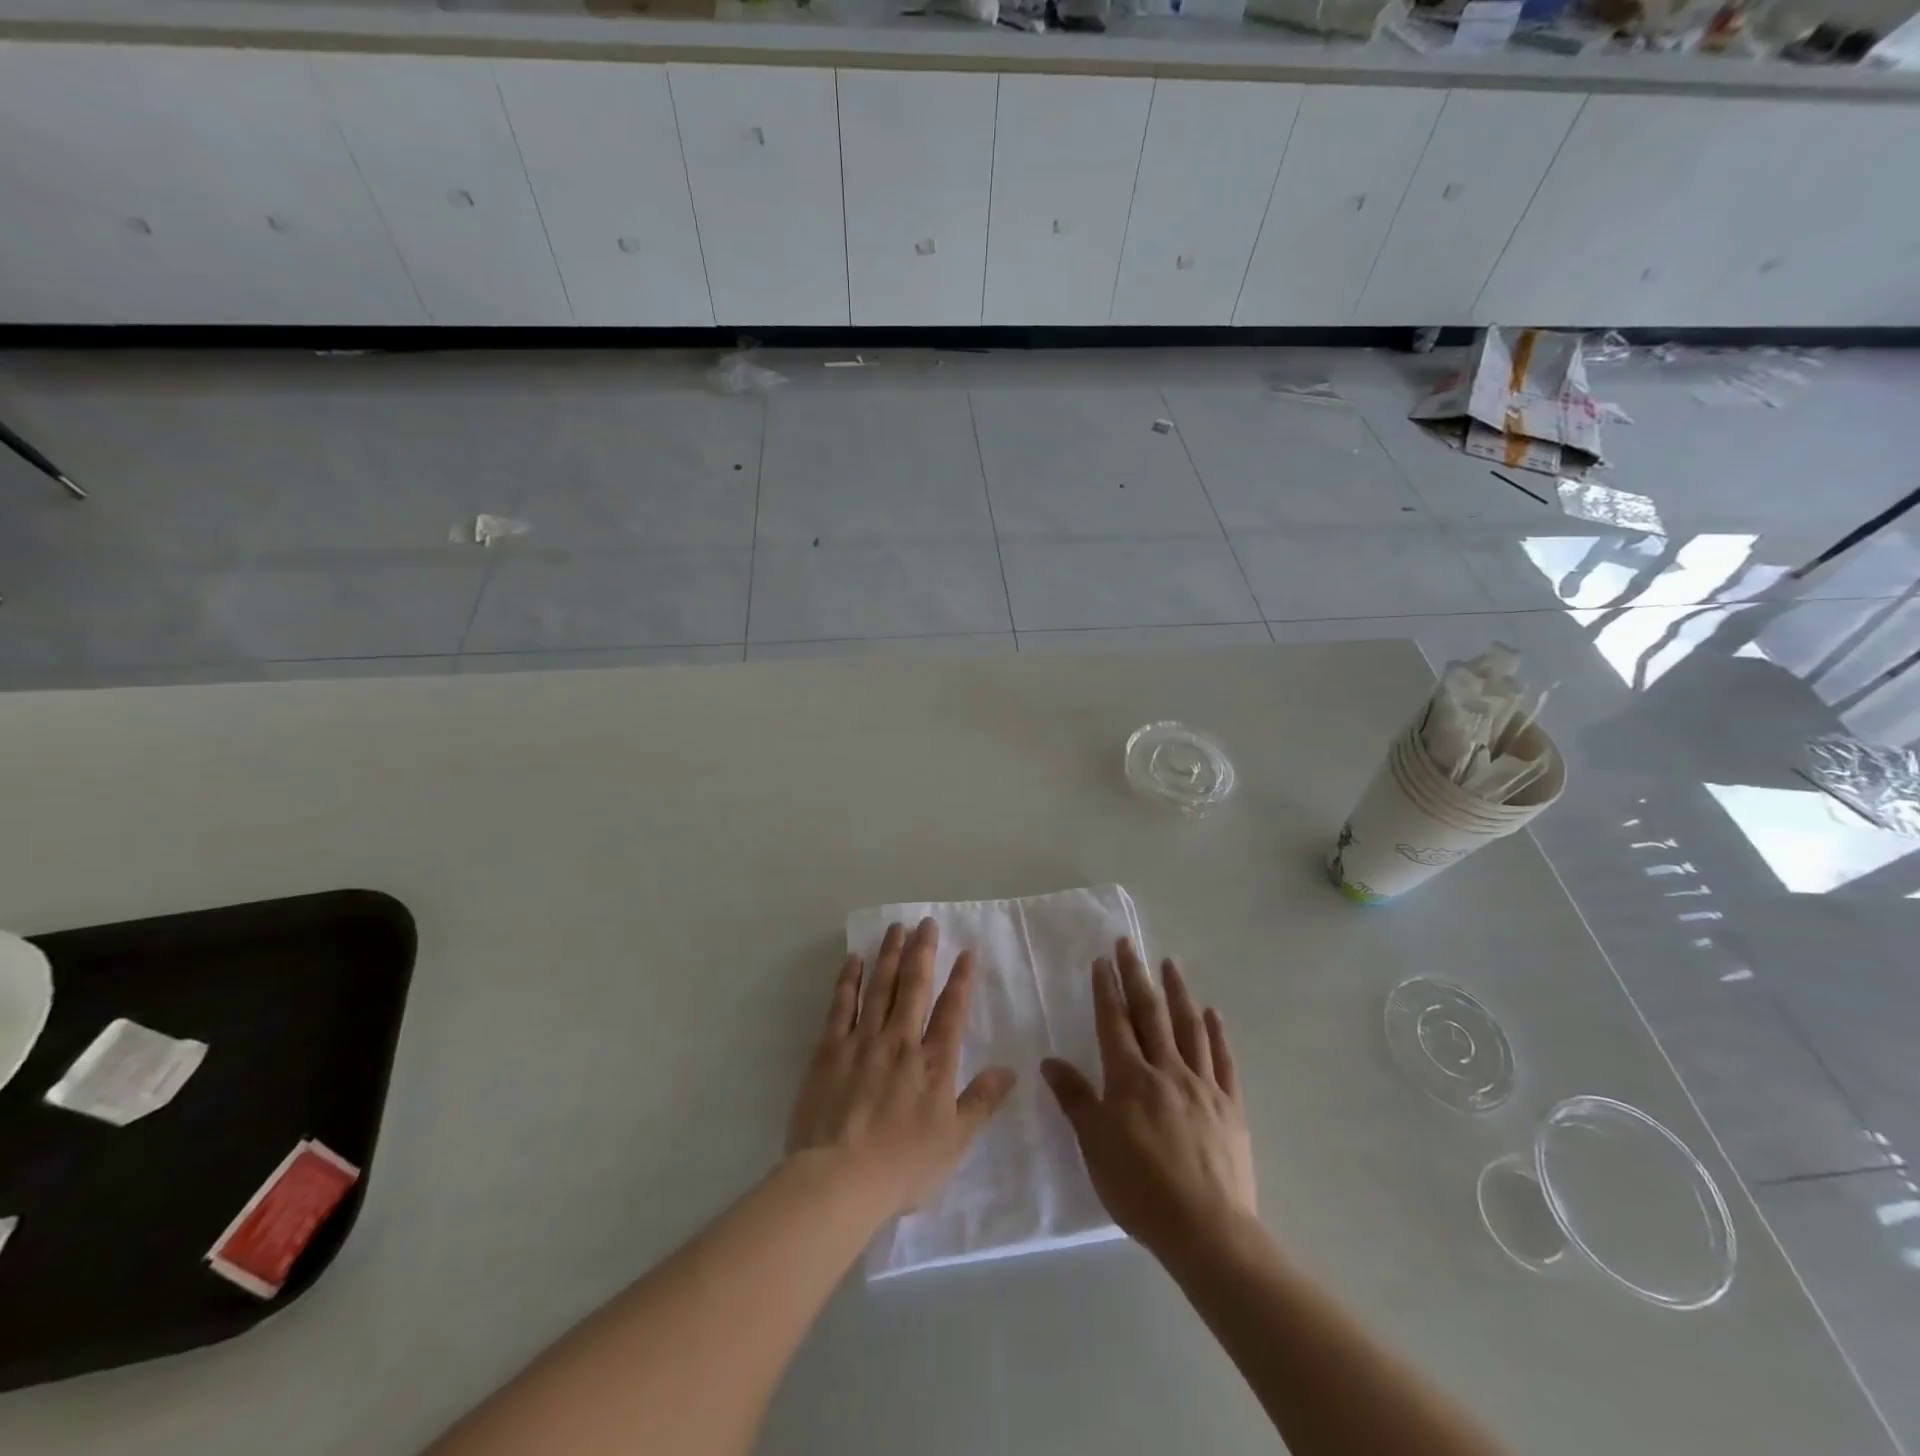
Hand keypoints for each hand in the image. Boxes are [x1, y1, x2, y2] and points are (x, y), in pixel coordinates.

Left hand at [787, 918, 1016, 1217]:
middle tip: (926, 923)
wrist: (839, 1179)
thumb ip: (982, 1102)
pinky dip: (849, 980)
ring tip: (896, 928)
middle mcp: (900, 1041)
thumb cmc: (902, 1166)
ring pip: (880, 987)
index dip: (961, 979)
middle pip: (914, 987)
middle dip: (923, 952)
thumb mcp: (954, 1142)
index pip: (952, 1011)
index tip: (966, 950)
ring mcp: (863, 1041)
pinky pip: (841, 1005)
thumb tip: (1011, 1070)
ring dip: (890, 955)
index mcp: (933, 1063)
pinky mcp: (829, 1049)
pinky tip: (854, 959)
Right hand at [1041, 939, 1255, 1261]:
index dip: (1107, 990)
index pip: (1115, 1022)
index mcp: (1130, 1079)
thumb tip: (1050, 1061)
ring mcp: (1202, 1085)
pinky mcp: (1230, 1106)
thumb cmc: (1140, 1189)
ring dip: (1178, 992)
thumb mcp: (1095, 1146)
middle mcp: (1166, 1070)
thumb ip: (1075, 1099)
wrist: (1206, 1230)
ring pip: (1189, 1027)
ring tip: (1171, 963)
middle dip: (1137, 976)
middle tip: (1130, 944)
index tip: (1102, 961)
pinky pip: (1223, 1060)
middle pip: (1150, 1014)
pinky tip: (1213, 1013)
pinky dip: (1217, 1033)